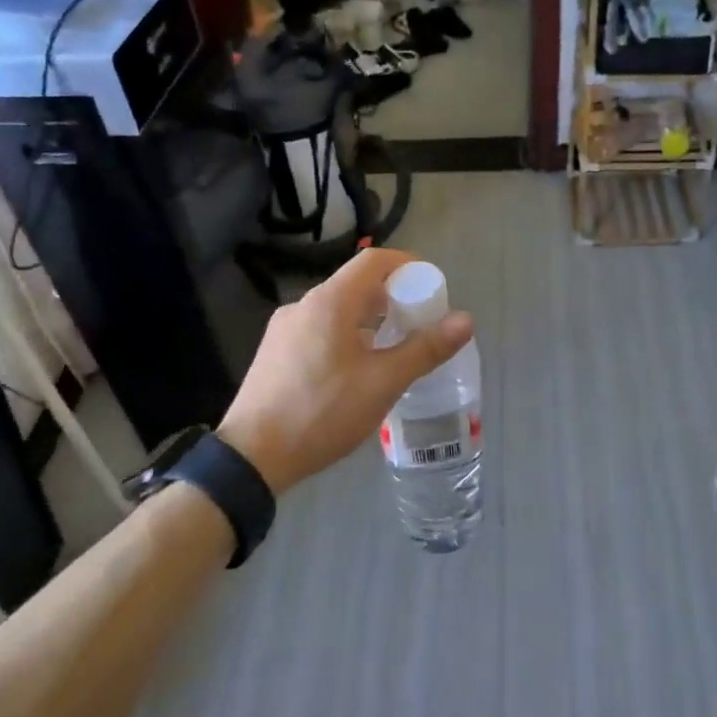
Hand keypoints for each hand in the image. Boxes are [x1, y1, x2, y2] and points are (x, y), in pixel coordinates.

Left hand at [217, 248, 474, 494]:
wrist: (252, 456)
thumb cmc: (322, 412)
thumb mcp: (382, 383)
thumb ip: (425, 349)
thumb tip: (465, 320)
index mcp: (329, 302)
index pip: (374, 261)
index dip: (407, 265)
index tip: (431, 287)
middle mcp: (303, 305)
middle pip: (356, 285)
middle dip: (393, 297)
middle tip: (420, 323)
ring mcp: (284, 329)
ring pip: (337, 310)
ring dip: (370, 320)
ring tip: (393, 350)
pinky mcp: (274, 352)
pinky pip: (319, 330)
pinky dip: (346, 336)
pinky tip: (356, 370)